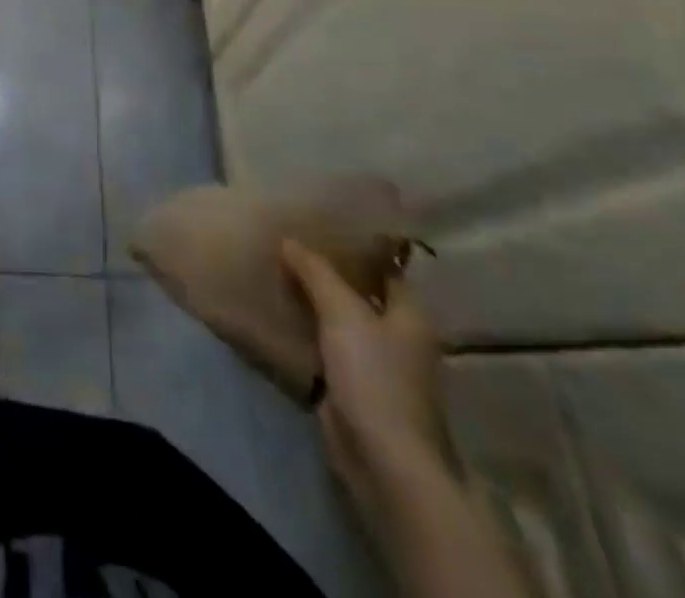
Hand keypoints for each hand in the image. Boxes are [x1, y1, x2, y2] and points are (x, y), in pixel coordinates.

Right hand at [279, 239, 454, 512]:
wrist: (383, 460)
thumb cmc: (375, 376)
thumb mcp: (342, 312)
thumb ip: (315, 272)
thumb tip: (289, 240)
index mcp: (409, 314)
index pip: (383, 267)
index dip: (355, 246)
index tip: (320, 224)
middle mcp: (397, 336)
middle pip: (359, 293)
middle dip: (326, 272)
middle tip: (288, 242)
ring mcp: (375, 364)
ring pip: (338, 320)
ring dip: (312, 301)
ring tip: (275, 270)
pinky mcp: (352, 387)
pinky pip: (325, 347)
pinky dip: (305, 331)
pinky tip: (277, 313)